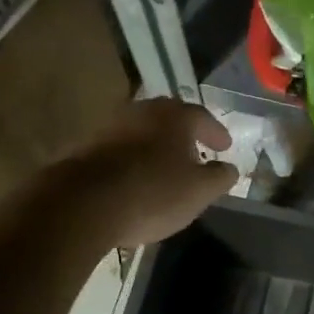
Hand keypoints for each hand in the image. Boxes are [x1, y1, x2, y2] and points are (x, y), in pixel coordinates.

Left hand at [64, 97, 237, 246]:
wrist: (84, 203)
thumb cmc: (153, 192)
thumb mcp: (199, 191)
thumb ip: (220, 177)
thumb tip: (229, 168)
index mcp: (174, 116)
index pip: (203, 117)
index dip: (216, 133)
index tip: (224, 147)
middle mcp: (142, 111)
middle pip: (169, 119)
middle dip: (184, 136)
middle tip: (196, 152)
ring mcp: (110, 126)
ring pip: (142, 132)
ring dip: (156, 147)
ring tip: (166, 167)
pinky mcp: (86, 147)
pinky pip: (120, 149)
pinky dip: (134, 159)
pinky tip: (137, 179)